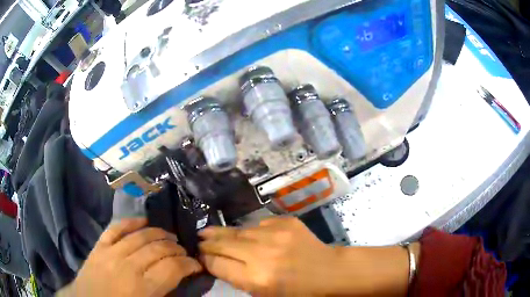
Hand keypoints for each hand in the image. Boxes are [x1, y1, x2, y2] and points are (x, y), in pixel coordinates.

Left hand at [58, 218, 201, 296]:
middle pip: (158, 248)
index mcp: (142, 288)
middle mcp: (128, 266)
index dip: (189, 264)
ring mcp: (111, 252)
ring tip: (170, 238)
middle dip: (177, 249)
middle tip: (184, 252)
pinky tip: (143, 221)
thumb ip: (165, 295)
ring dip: (159, 234)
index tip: (196, 265)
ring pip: (140, 235)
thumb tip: (182, 281)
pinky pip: (116, 228)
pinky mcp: (99, 246)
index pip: (173, 268)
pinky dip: (131, 222)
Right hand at [199, 216, 339, 295]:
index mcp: (256, 278)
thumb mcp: (263, 294)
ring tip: (208, 231)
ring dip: (221, 233)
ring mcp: (275, 234)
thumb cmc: (295, 291)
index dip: (205, 259)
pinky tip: (244, 234)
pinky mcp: (285, 221)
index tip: (199, 256)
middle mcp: (262, 254)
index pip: (218, 264)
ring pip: (238, 231)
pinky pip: (258, 224)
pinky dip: (249, 231)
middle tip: (197, 239)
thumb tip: (216, 262)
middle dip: (207, 242)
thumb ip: (237, 278)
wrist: (327, 271)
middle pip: (223, 244)